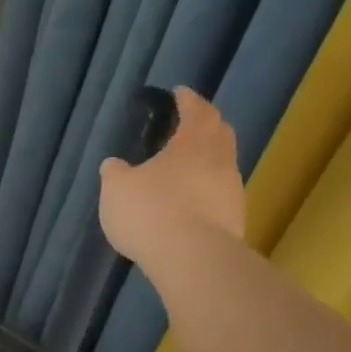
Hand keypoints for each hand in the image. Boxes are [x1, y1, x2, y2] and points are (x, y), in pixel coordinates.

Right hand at [98, 86, 245, 265]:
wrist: (192, 258)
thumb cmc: (151, 211)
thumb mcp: (116, 188)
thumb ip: (115, 172)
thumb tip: (115, 164)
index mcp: (193, 143)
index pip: (197, 110)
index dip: (187, 100)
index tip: (179, 93)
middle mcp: (220, 160)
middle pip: (219, 134)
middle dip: (205, 126)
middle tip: (188, 126)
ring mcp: (232, 191)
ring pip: (222, 165)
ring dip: (205, 162)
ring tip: (183, 168)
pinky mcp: (234, 219)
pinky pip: (218, 194)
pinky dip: (205, 190)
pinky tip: (187, 202)